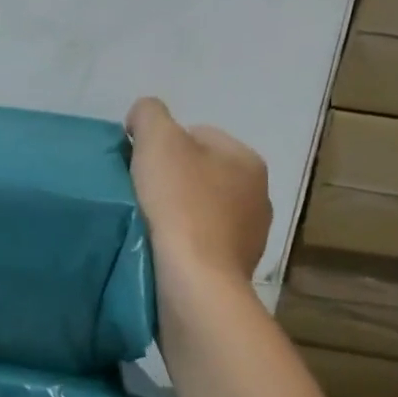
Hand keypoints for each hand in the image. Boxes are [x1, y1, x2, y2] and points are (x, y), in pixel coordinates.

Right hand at [126, 98, 271, 279]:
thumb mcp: (157, 140)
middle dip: (171, 180)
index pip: (197, 135)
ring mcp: (251, 236)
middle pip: (200, 173)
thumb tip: (142, 120)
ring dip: (177, 214)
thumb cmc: (180, 204)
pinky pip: (202, 243)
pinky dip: (182, 242)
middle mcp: (259, 195)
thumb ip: (149, 114)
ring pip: (202, 210)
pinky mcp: (235, 268)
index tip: (138, 167)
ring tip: (148, 225)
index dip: (161, 146)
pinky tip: (161, 249)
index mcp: (247, 159)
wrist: (195, 282)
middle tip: (140, 194)